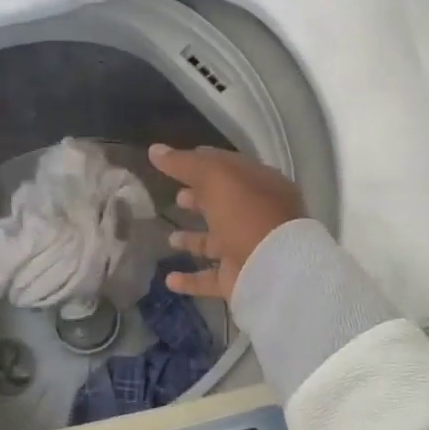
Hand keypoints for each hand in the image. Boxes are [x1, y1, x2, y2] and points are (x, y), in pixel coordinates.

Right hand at [148, 144, 305, 300]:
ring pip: (216, 242)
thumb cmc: (247, 215)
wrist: (273, 271)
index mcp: (259, 185)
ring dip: (192, 240)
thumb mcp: (216, 178)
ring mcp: (248, 249)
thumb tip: (154, 150)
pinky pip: (210, 278)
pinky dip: (190, 279)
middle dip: (198, 199)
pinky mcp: (238, 279)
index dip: (200, 162)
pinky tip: (169, 280)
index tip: (173, 163)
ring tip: (170, 238)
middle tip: (175, 198)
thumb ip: (185, 163)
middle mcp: (256, 216)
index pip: (227, 167)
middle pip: (222, 203)